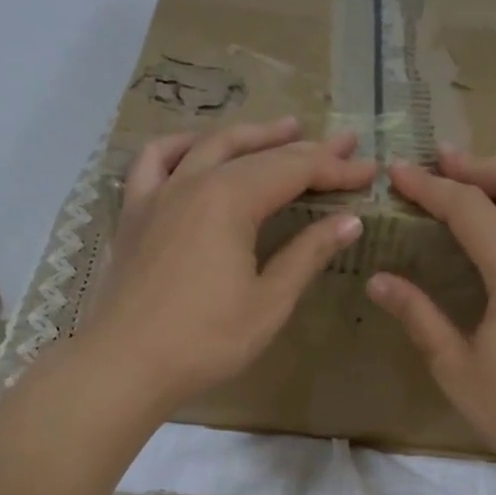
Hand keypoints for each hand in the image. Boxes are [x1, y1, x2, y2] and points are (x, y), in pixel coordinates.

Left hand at [79, 117, 375, 414]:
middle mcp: (193, 182)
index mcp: (230, 200)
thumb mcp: (269, 302)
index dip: (335, 168)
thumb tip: (349, 221)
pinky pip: (154, 161)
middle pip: (256, 152)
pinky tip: (196, 149)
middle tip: (343, 142)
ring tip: (282, 130)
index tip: (369, 170)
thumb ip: (307, 255)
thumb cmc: (205, 340)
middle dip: (304, 146)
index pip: (294, 170)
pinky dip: (181, 146)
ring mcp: (157, 193)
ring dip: (250, 135)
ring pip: (209, 145)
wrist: (125, 364)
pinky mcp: (133, 213)